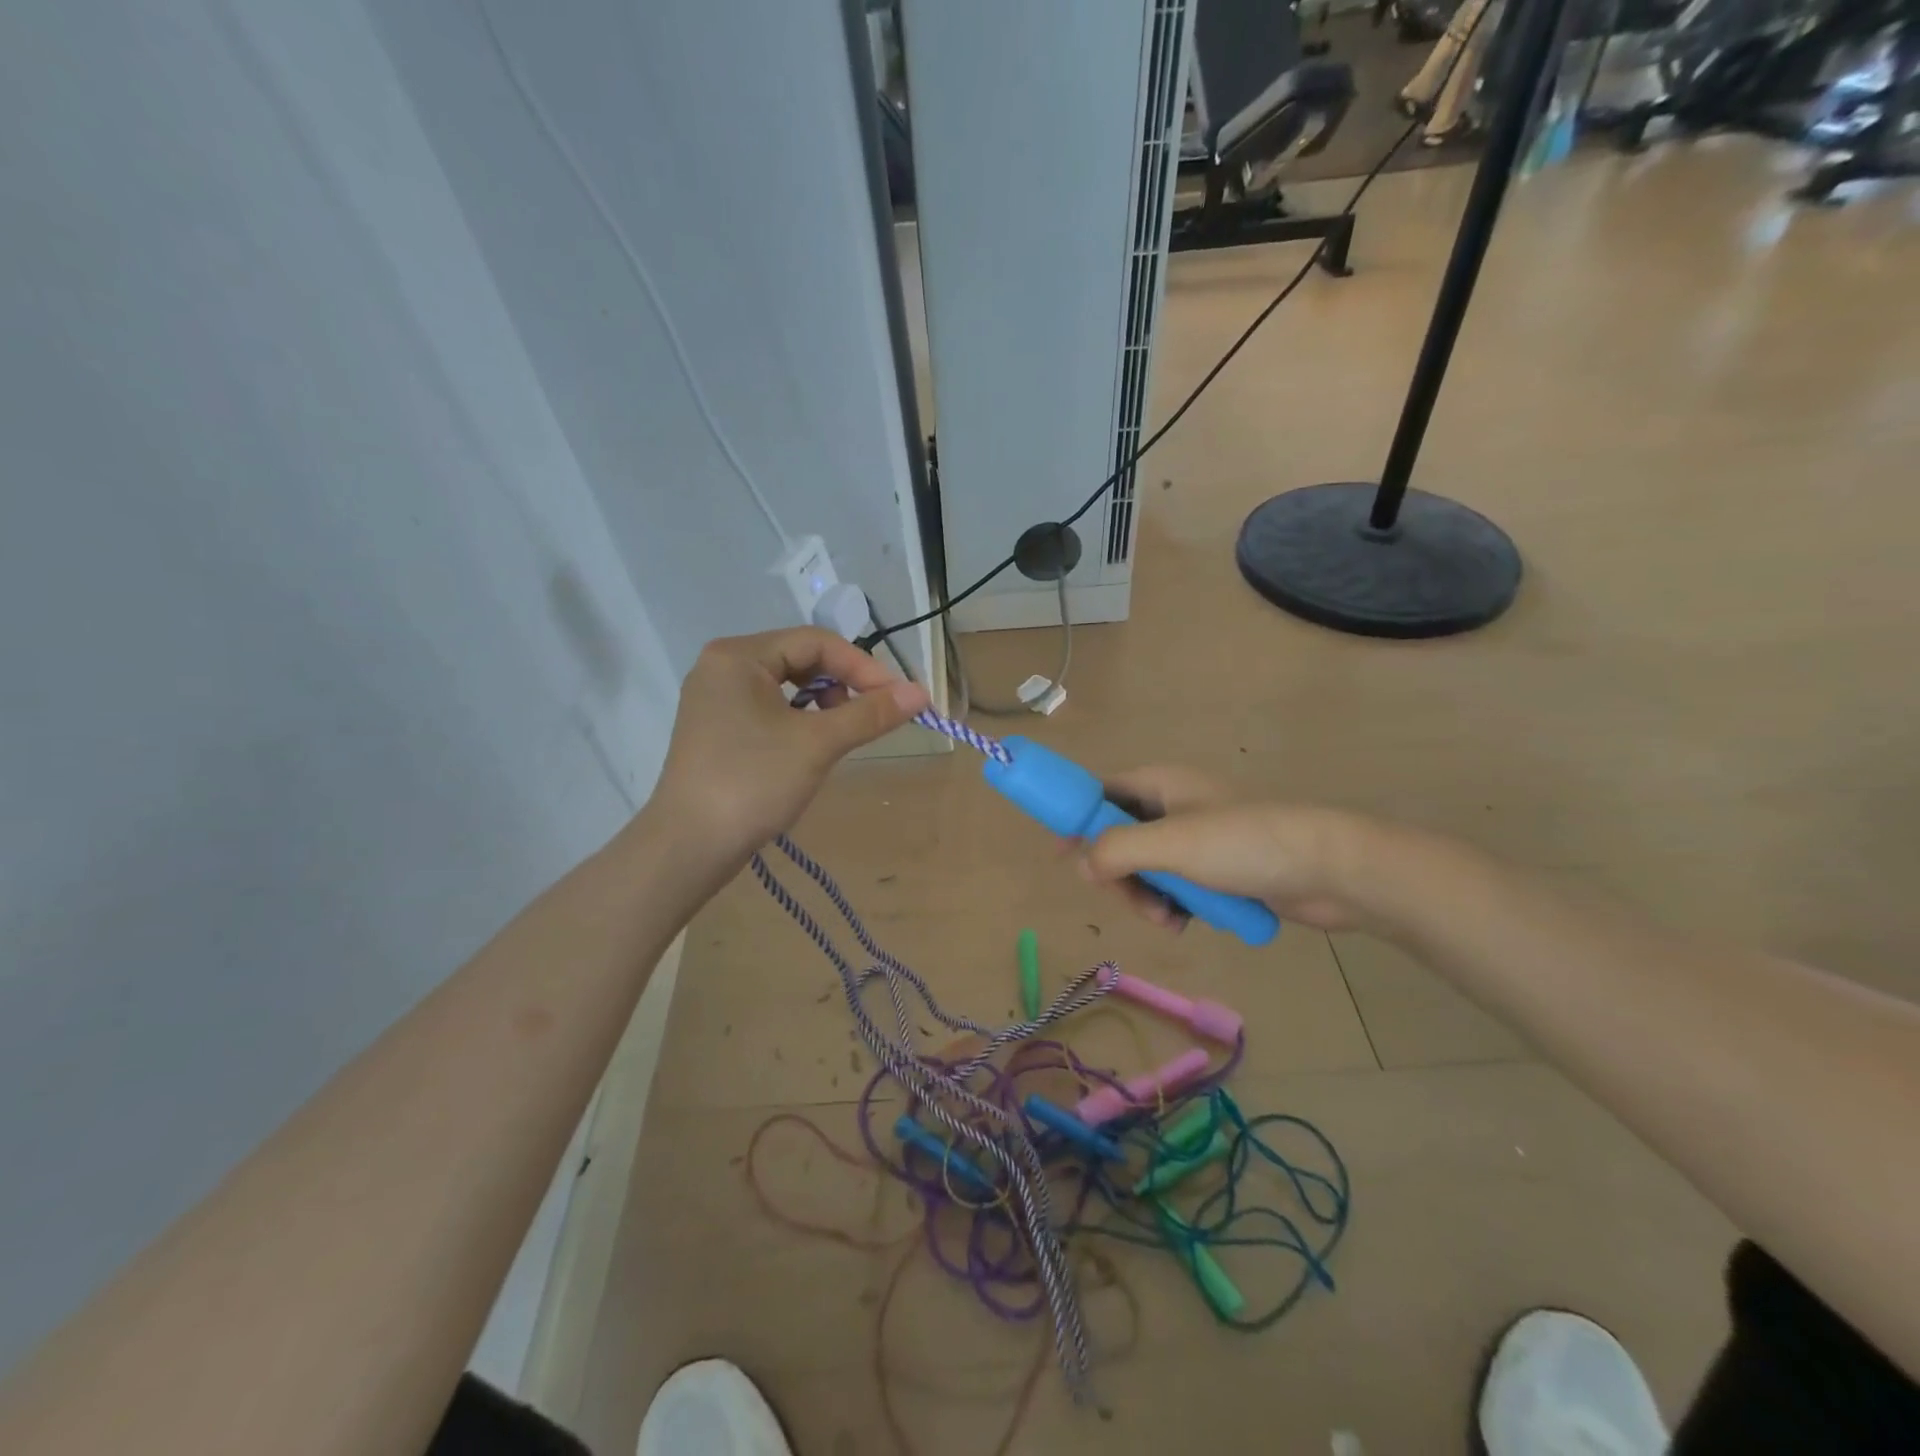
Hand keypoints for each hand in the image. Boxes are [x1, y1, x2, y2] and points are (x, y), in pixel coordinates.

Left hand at [648, 628, 928, 865]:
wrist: (689, 846)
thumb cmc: (754, 783)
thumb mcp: (818, 744)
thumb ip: (870, 713)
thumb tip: (921, 692)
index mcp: (739, 655)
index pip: (816, 642)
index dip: (862, 666)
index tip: (897, 698)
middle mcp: (722, 666)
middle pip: (799, 659)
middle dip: (842, 684)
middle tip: (871, 716)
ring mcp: (715, 698)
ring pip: (786, 686)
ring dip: (823, 704)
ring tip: (841, 735)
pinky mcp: (716, 728)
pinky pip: (768, 708)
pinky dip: (799, 720)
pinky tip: (811, 747)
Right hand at [1075, 766, 1375, 931]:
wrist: (1329, 871)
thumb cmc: (1244, 844)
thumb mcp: (1171, 844)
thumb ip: (1116, 850)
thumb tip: (1081, 864)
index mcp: (1160, 784)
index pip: (1102, 792)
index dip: (1077, 818)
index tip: (1062, 855)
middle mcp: (1174, 807)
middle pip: (1119, 838)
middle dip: (1119, 875)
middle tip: (1134, 900)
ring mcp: (1198, 840)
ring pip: (1146, 869)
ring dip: (1147, 897)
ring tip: (1168, 919)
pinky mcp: (1218, 870)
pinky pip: (1176, 887)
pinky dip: (1173, 905)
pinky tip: (1185, 924)